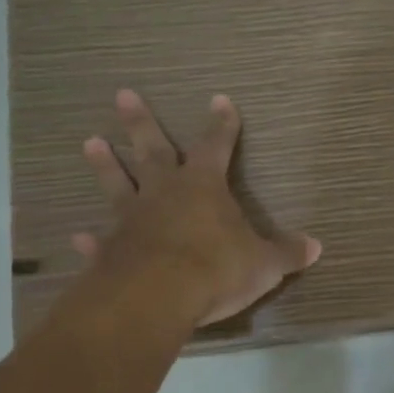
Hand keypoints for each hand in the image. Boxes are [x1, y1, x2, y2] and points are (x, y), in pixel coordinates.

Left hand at [68, 90, 320, 326]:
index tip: (220, 100)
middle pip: (153, 150)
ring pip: (118, 184)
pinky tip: (78, 238)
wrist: (156, 298)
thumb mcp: (264, 264)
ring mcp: (132, 219)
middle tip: (122, 94)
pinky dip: (90, 240)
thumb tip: (315, 247)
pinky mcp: (110, 250)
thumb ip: (286, 253)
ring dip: (105, 165)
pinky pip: (101, 241)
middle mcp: (164, 193)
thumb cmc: (216, 269)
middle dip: (141, 122)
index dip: (222, 124)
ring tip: (90, 142)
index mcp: (204, 186)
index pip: (217, 145)